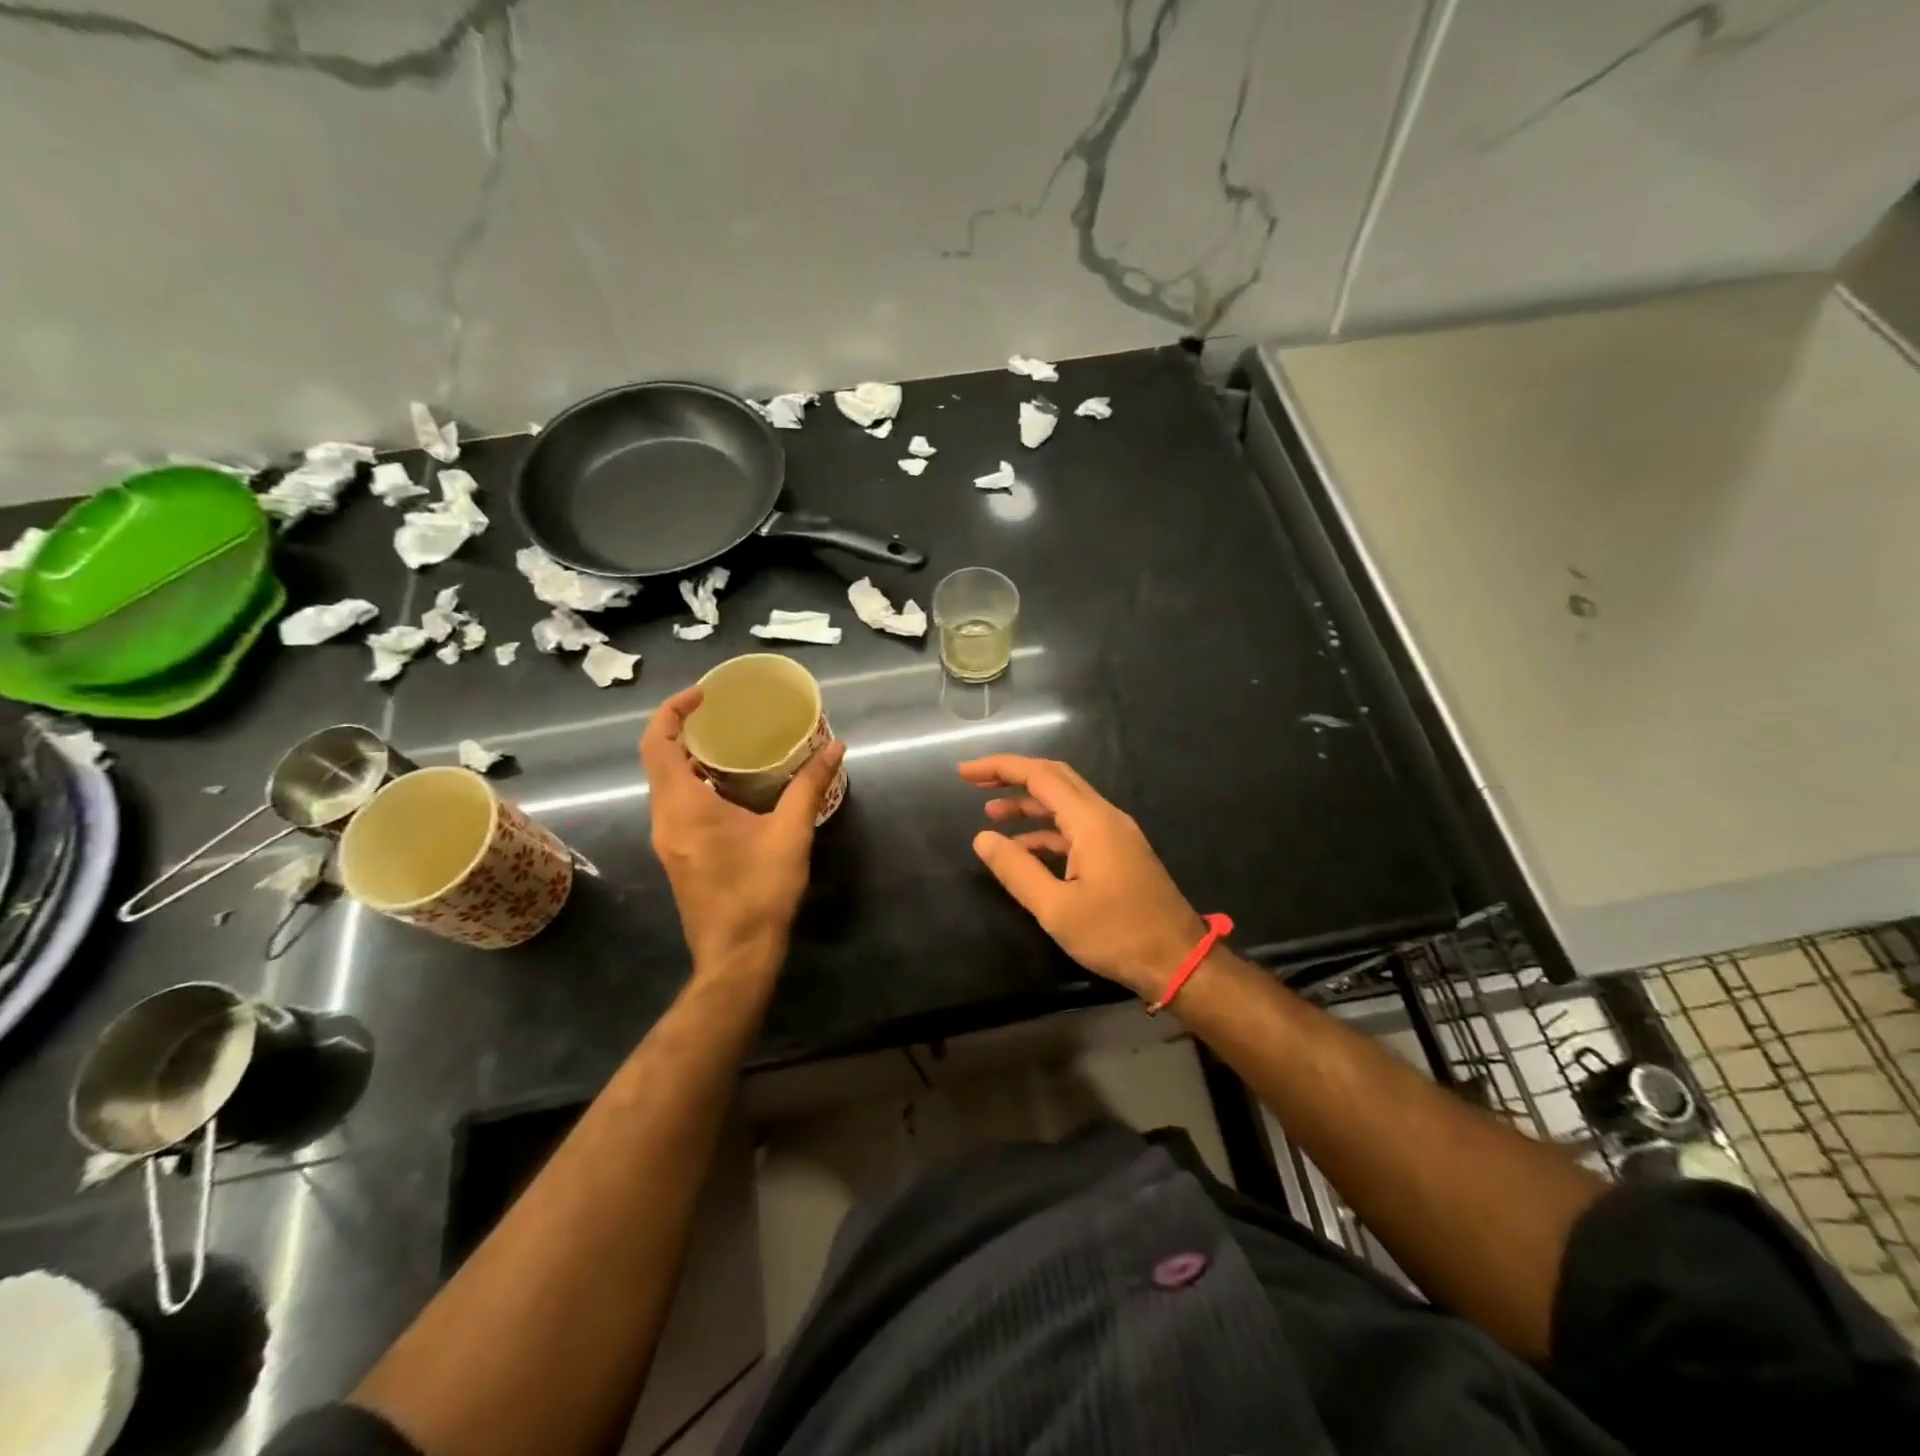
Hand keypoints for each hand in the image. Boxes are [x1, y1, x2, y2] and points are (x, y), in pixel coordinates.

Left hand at [641, 686, 843, 978]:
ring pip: (667, 786)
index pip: (658, 743)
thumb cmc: (759, 890)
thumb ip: (809, 786)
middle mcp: (665, 819)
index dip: (673, 710)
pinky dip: (697, 785)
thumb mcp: (790, 833)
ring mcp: (668, 841)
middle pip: (658, 761)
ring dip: (690, 759)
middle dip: (684, 730)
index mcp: (682, 806)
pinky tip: (734, 789)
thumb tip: (835, 746)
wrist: (737, 955)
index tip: (704, 694)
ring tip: (731, 744)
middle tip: (722, 713)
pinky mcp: (679, 857)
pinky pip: (678, 806)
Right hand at [959, 755, 1207, 999]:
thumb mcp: (1057, 908)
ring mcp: (1115, 834)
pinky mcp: (1118, 853)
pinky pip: (1076, 828)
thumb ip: (1017, 870)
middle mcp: (1105, 817)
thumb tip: (982, 838)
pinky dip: (1046, 831)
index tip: (965, 773)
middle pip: (1055, 779)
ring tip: (990, 813)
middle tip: (975, 782)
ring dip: (1028, 804)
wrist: (1179, 961)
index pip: (1040, 776)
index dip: (1000, 768)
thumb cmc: (1117, 935)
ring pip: (1065, 803)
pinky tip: (1023, 848)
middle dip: (1013, 776)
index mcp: (1091, 821)